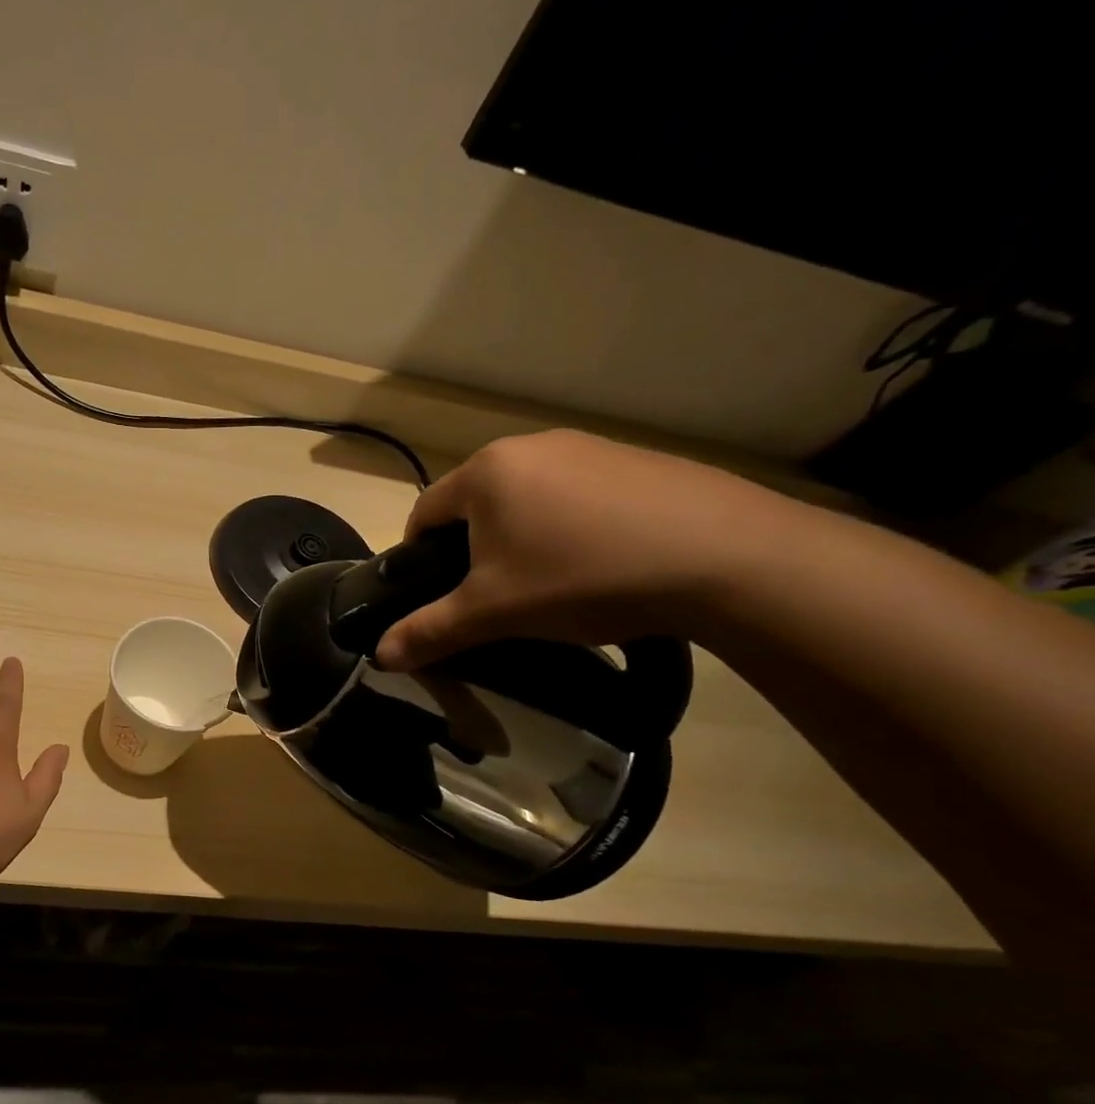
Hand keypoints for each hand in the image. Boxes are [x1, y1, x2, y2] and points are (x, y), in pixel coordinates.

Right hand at [375, 430, 802, 670]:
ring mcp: (590, 447)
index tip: (438, 597)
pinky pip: (578, 496)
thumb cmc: (581, 577)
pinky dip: (572, 528)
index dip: (419, 559)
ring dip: (523, 539)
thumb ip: (429, 631)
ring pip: (528, 500)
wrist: (724, 557)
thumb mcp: (493, 613)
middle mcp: (531, 446)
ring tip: (551, 584)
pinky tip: (601, 564)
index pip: (424, 514)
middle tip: (495, 597)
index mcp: (486, 472)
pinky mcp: (638, 460)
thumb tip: (378, 657)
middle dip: (474, 550)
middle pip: (476, 505)